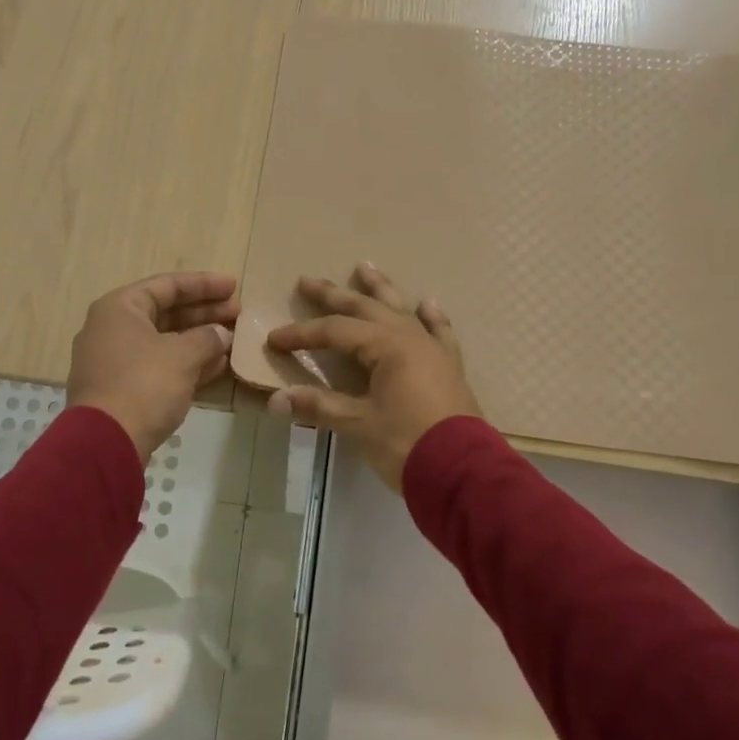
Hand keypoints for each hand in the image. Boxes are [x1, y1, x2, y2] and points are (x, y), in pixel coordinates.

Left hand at [67, 271, 240, 461]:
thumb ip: (207, 338)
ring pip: (164, 341)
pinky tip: (218, 366)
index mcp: (119, 308)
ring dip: (199, 339)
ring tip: (233, 338)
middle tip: (238, 313)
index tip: (233, 286)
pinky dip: (187, 363)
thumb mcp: (182, 356)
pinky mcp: (122, 389)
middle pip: (165, 312)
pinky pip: (159, 366)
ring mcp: (115, 361)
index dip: (203, 285)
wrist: (106, 442)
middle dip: (204, 312)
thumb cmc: (144, 385)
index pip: (166, 285)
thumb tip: (221, 334)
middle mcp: (112, 328)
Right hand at [266, 264, 481, 490]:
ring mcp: (433, 350)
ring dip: (380, 289)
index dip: (303, 334)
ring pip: (401, 310)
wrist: (464, 473)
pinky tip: (427, 303)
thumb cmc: (408, 444)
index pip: (335, 331)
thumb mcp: (359, 425)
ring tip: (365, 266)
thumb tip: (275, 401)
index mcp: (387, 347)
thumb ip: (319, 407)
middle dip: (333, 295)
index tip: (275, 339)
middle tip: (307, 280)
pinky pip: (439, 332)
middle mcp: (410, 338)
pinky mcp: (449, 367)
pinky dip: (431, 317)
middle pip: (365, 308)